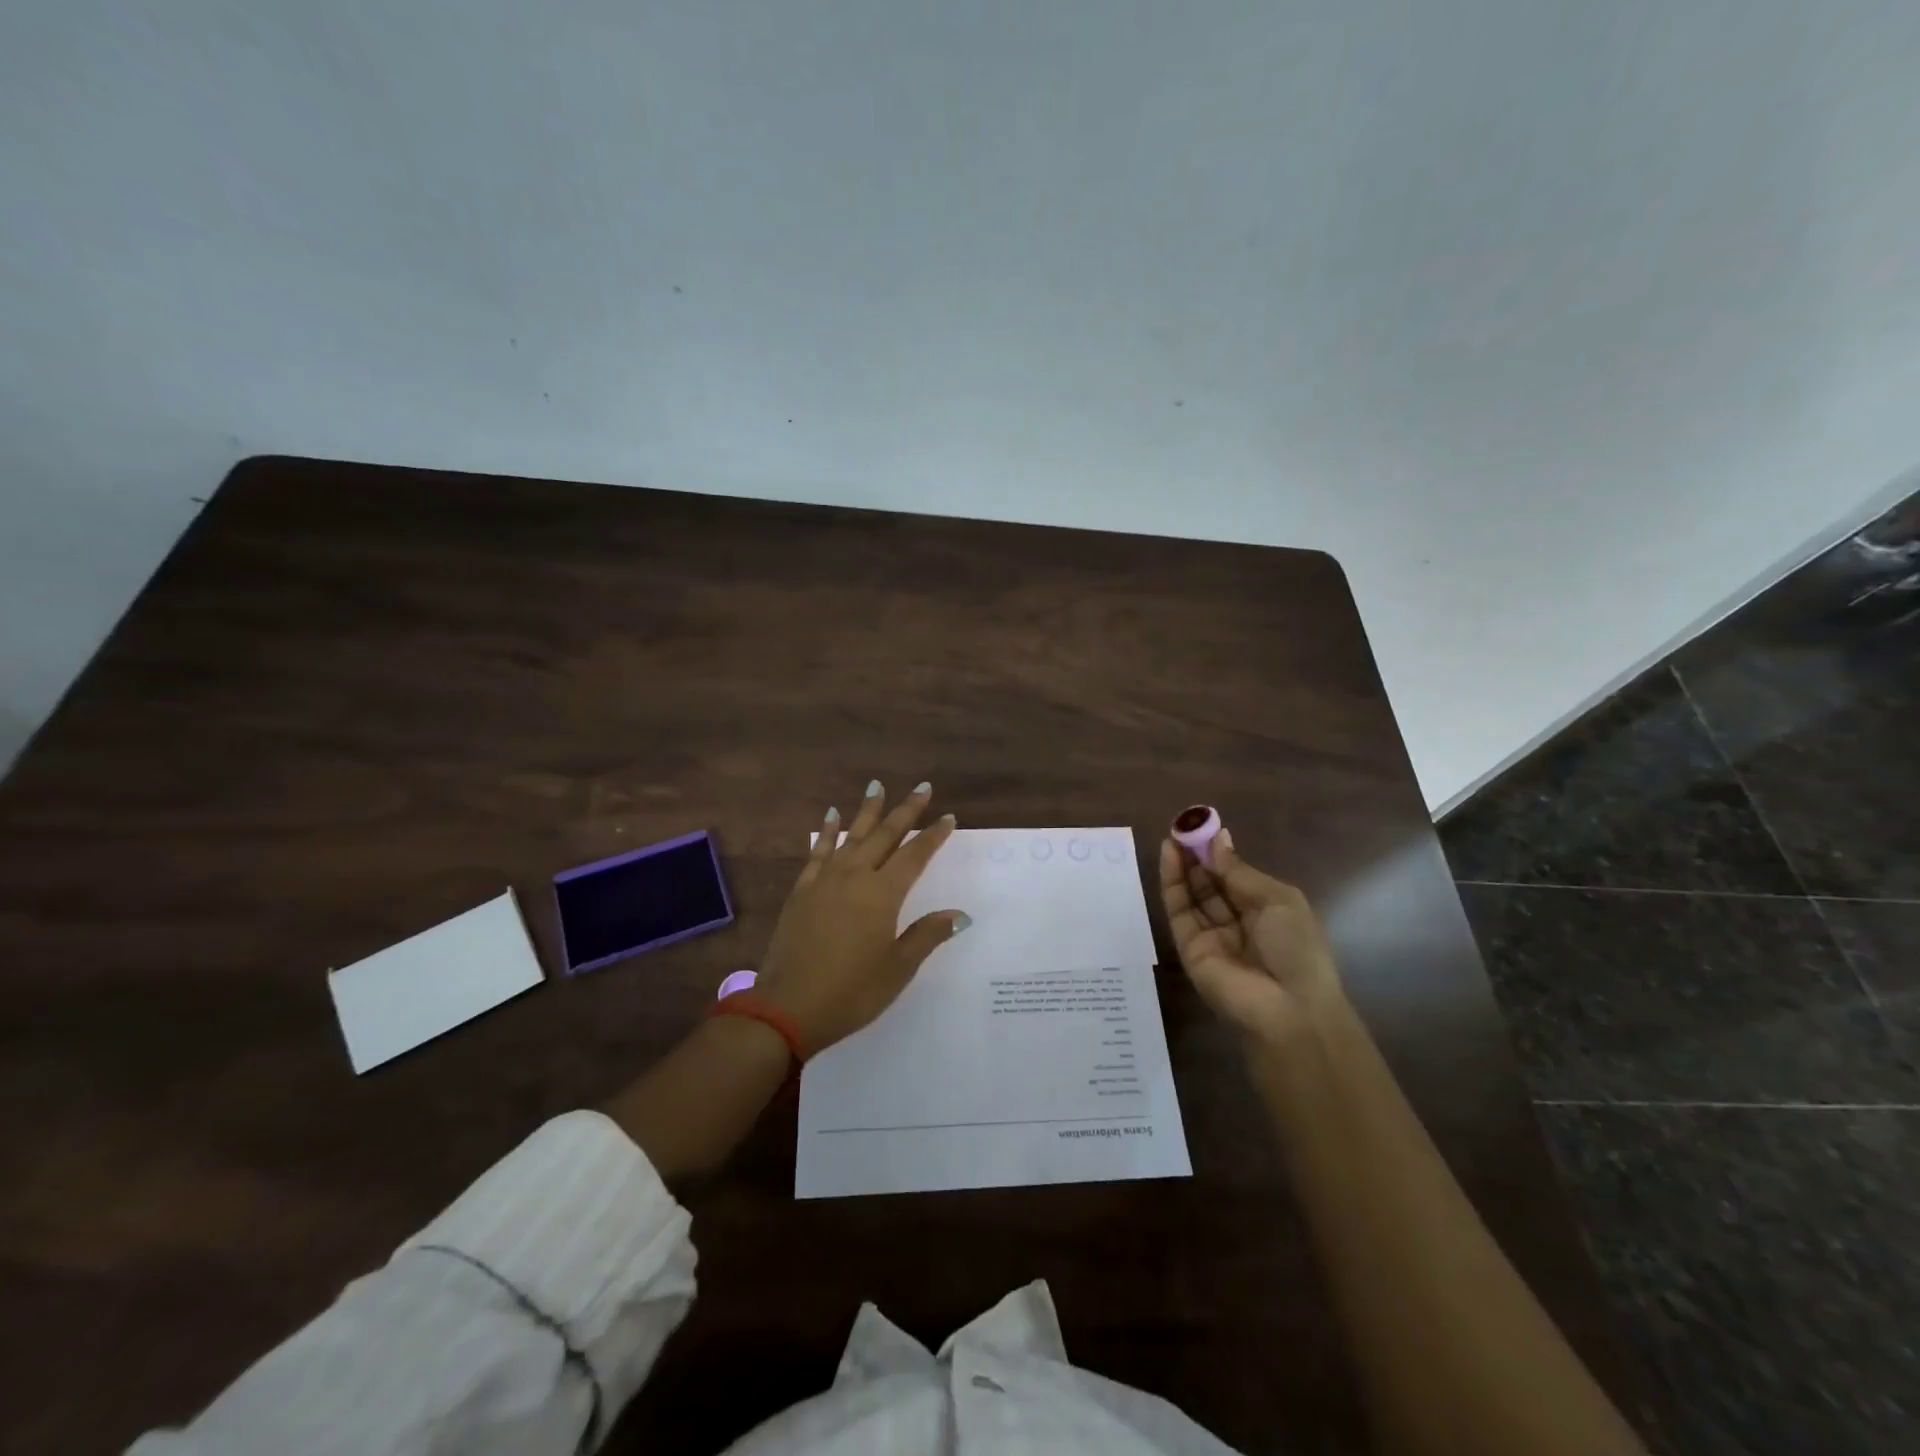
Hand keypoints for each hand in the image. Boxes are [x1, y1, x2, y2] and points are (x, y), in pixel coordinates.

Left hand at [756, 780, 970, 1054]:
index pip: (914, 856)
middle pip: (885, 835)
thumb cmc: (851, 992)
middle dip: (905, 810)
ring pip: (851, 836)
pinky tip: (832, 816)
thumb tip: (960, 915)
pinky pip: (818, 851)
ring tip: (877, 786)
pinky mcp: (802, 890)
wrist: (788, 1008)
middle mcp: (855, 877)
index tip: (948, 818)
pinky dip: (828, 831)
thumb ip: (927, 935)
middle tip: (922, 787)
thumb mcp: (897, 969)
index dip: (932, 836)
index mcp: (883, 895)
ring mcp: (824, 880)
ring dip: (867, 810)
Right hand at [1158, 827, 1344, 1046]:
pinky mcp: (1189, 948)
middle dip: (1197, 855)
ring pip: (1192, 895)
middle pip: (1211, 883)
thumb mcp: (1277, 899)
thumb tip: (1219, 841)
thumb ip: (1240, 872)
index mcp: (1267, 911)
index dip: (1219, 852)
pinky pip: (1179, 911)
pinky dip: (1172, 883)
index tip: (1203, 826)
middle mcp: (1238, 923)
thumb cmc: (1296, 948)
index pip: (1236, 876)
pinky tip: (1169, 857)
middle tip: (1182, 826)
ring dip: (1182, 865)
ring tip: (1173, 836)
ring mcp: (1212, 936)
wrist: (1287, 1009)